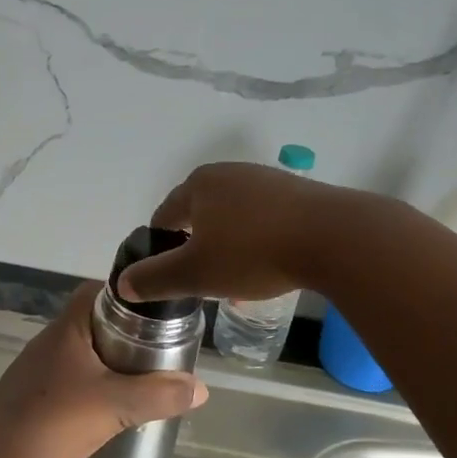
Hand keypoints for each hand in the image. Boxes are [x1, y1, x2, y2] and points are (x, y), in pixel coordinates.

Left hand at [0, 282, 208, 457]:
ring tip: (134, 378)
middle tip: (152, 350)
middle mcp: (49, 340)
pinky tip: (101, 406)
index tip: (152, 311)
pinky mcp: (29, 394)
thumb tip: (199, 388)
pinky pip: (65, 378)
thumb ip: (159, 395)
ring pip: (78, 353)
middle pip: (90, 322)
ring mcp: (35, 368)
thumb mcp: (117, 406)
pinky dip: (86, 384)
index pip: (95, 291)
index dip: (125, 296)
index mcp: (68, 328)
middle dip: (121, 333)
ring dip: (104, 361)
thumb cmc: (57, 417)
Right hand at [118, 162, 347, 302]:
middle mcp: (229, 173)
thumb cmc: (253, 252)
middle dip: (198, 248)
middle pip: (200, 215)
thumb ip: (156, 278)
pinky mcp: (297, 192)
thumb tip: (123, 284)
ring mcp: (265, 179)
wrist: (333, 237)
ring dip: (229, 247)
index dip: (161, 247)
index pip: (165, 215)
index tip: (167, 274)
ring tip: (237, 281)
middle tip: (202, 280)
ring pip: (233, 218)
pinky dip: (258, 241)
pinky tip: (269, 266)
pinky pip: (264, 219)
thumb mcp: (197, 273)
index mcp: (198, 185)